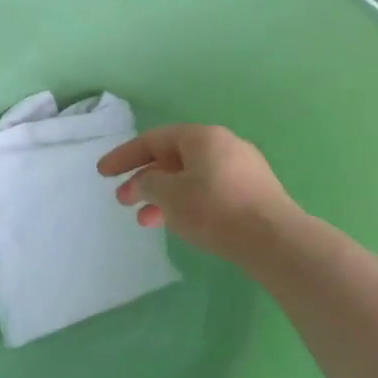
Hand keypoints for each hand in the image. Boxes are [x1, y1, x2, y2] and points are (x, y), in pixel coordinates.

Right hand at [97, 124, 299, 265]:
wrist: (274, 240)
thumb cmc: (214, 210)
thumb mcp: (169, 195)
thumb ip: (149, 183)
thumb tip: (148, 181)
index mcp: (202, 137)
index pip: (153, 139)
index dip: (124, 156)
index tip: (103, 173)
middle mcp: (223, 144)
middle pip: (172, 158)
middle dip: (144, 179)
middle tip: (123, 201)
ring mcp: (242, 167)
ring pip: (190, 176)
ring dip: (163, 196)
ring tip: (147, 221)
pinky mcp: (253, 191)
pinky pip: (208, 189)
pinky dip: (186, 202)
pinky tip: (179, 223)